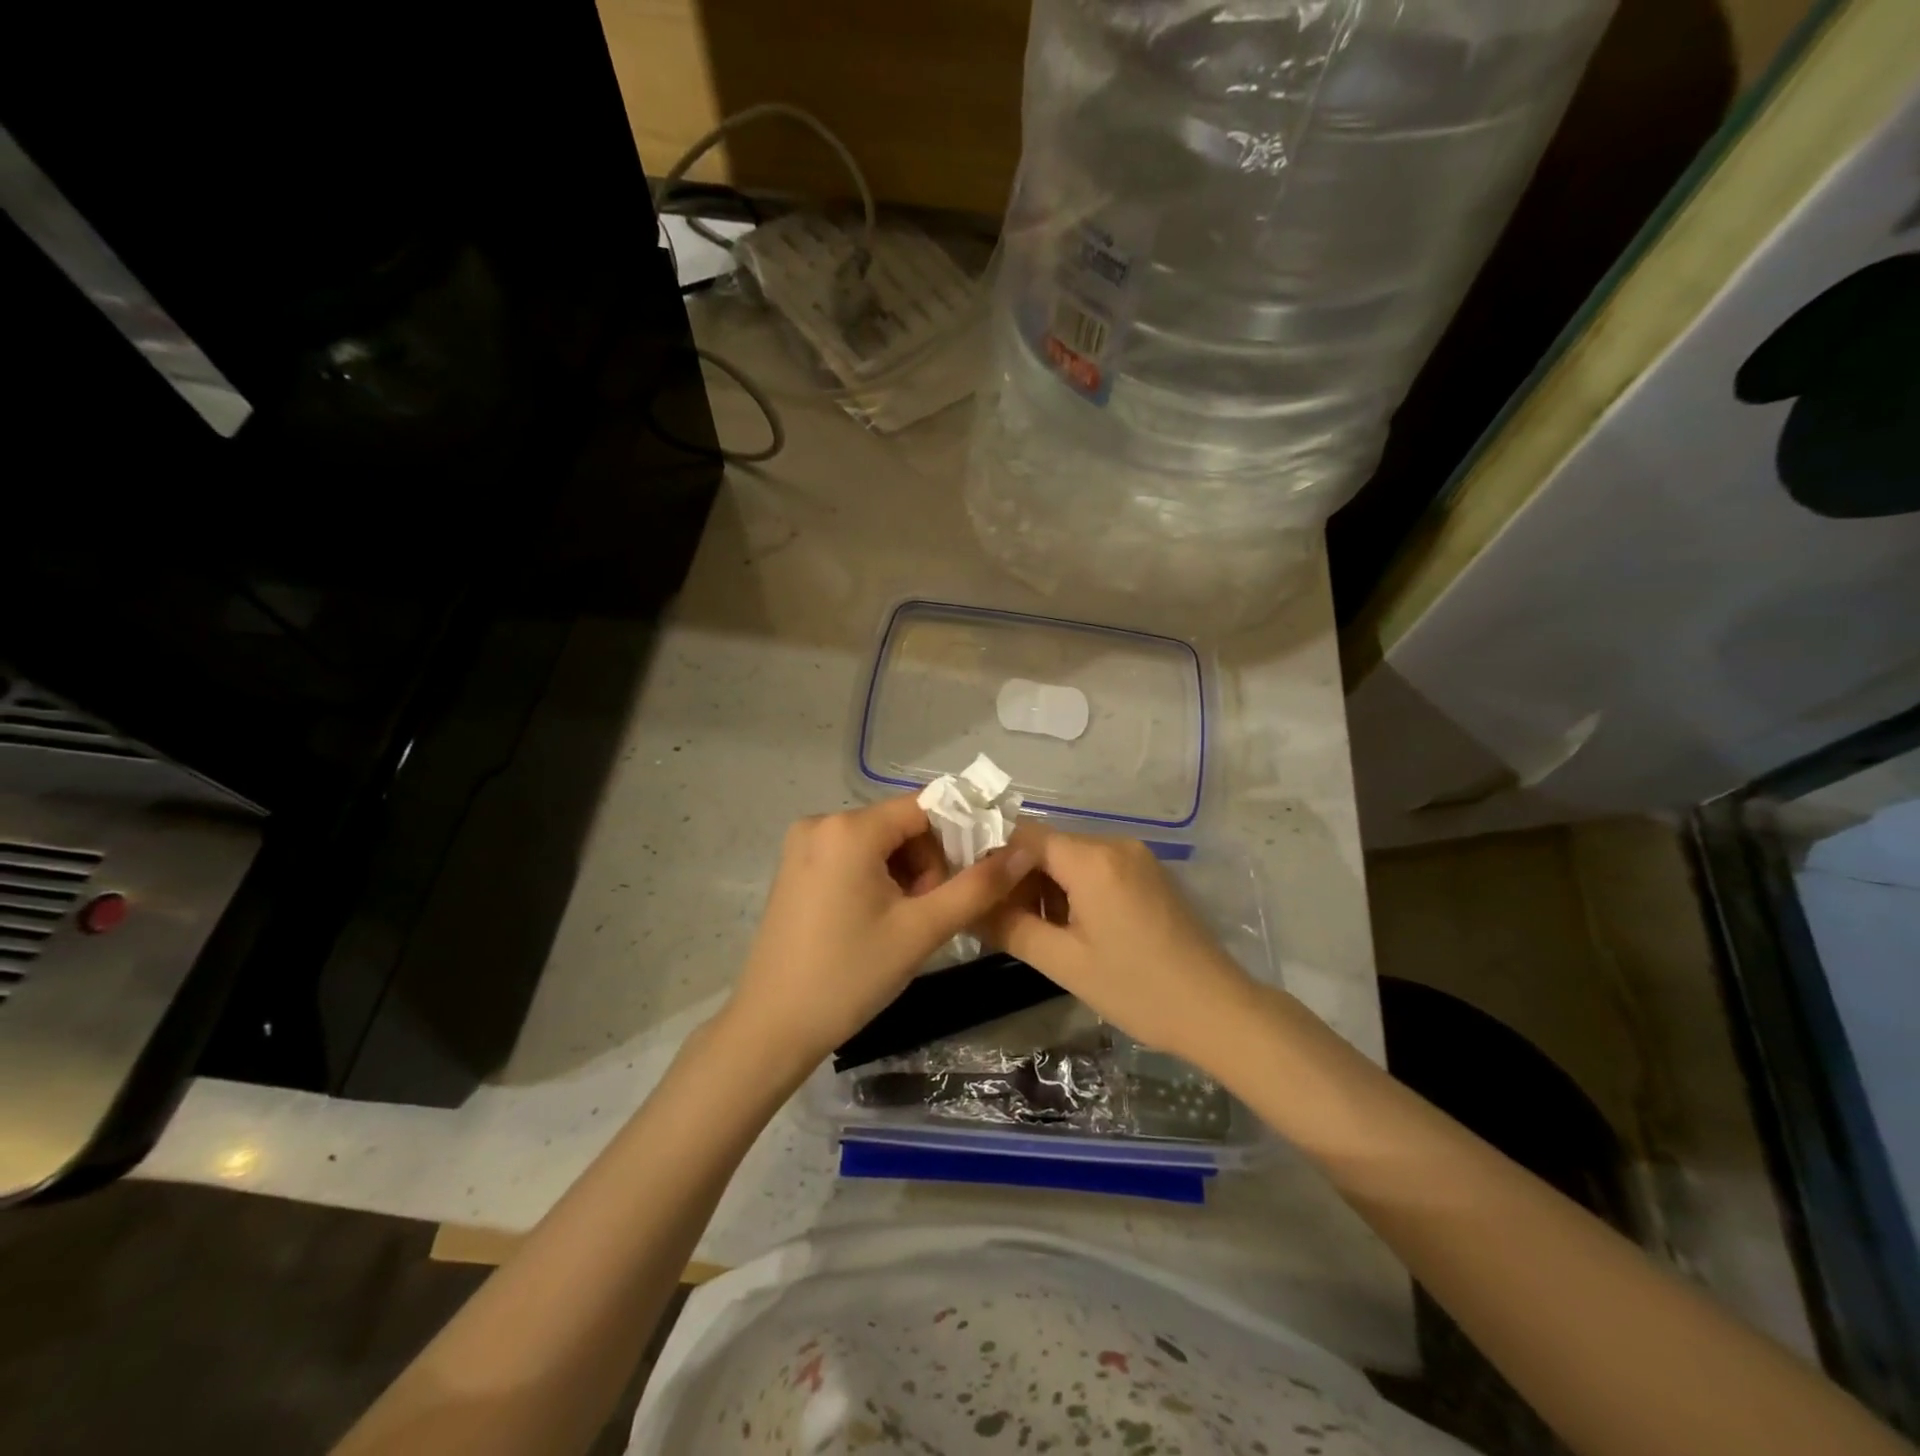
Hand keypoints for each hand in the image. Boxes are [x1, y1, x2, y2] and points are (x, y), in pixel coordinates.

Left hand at [722, 797, 1034, 1070]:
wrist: (772, 1027)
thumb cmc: (849, 976)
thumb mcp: (921, 930)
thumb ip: (977, 886)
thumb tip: (1022, 851)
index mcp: (849, 829)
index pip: (924, 806)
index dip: (960, 833)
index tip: (978, 872)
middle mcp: (821, 823)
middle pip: (900, 824)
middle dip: (929, 861)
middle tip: (933, 912)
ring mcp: (803, 845)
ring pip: (878, 842)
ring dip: (905, 872)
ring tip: (906, 921)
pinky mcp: (795, 868)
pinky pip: (852, 856)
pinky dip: (877, 877)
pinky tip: (878, 918)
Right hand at [982, 824, 1254, 1062]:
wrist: (1217, 1010)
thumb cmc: (1137, 989)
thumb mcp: (1064, 963)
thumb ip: (1010, 928)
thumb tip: (969, 908)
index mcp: (1092, 859)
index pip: (1022, 835)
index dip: (989, 856)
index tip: (967, 886)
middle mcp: (1113, 843)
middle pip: (1046, 845)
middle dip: (1015, 877)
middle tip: (994, 918)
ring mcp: (1135, 856)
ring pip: (1069, 857)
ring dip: (1043, 886)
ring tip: (1027, 928)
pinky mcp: (1147, 873)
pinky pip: (1094, 868)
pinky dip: (1071, 889)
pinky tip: (1066, 926)